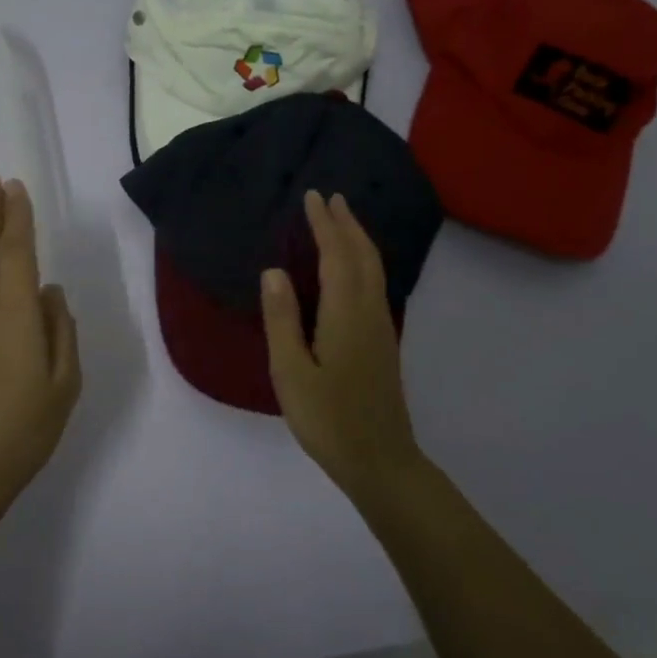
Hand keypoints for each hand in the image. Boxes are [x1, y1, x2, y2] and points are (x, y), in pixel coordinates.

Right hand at [260, 191, 425, 494]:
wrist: (380, 460)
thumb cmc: (328, 418)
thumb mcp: (290, 371)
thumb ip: (282, 319)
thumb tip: (273, 271)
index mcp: (346, 314)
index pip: (336, 256)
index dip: (324, 225)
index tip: (313, 197)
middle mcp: (369, 312)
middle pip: (363, 256)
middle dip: (347, 224)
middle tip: (331, 198)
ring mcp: (381, 327)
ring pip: (374, 269)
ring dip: (358, 240)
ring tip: (342, 222)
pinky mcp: (383, 343)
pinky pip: (375, 284)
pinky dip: (363, 262)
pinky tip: (353, 270)